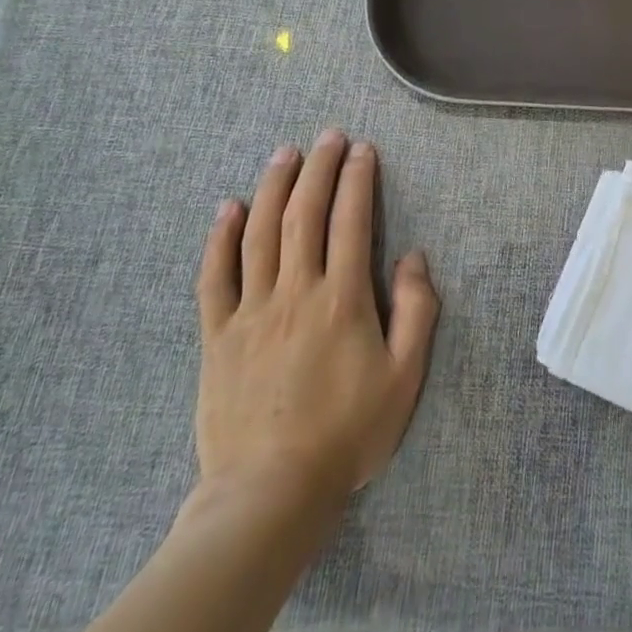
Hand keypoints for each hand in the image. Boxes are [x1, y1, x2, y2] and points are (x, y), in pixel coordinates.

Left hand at [193, 130, 438, 515]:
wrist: (268, 495)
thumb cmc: (346, 435)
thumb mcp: (404, 378)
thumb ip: (416, 312)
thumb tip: (414, 257)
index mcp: (342, 300)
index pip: (350, 221)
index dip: (357, 179)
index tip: (362, 149)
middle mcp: (295, 292)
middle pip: (304, 214)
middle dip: (318, 169)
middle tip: (327, 136)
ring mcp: (251, 312)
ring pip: (260, 233)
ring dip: (274, 187)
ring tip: (284, 153)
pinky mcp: (217, 336)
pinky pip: (215, 278)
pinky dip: (220, 239)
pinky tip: (228, 208)